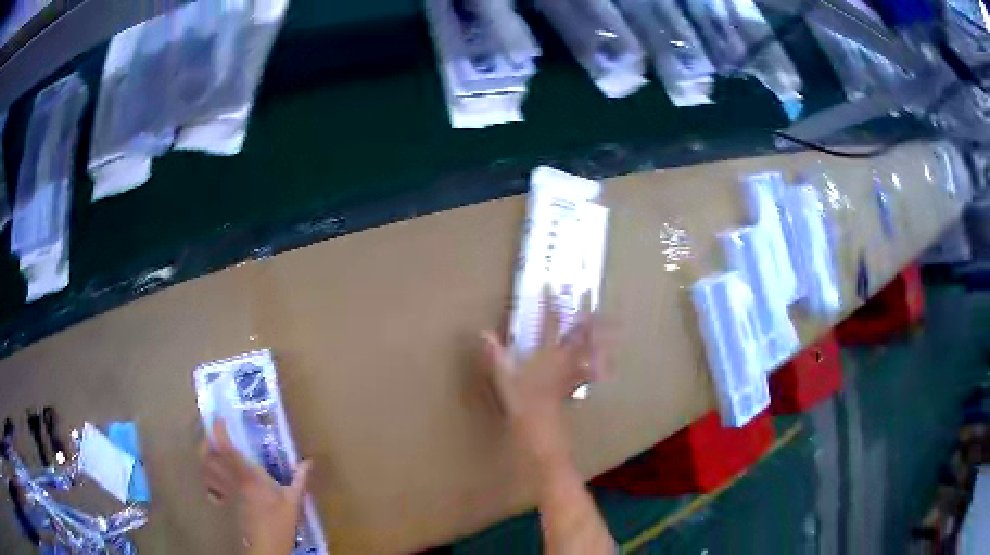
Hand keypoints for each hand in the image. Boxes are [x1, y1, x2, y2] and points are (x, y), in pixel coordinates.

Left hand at [199, 419, 311, 554]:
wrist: (265, 547)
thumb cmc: (280, 523)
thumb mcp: (294, 501)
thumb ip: (299, 479)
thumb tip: (309, 461)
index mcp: (247, 476)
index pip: (225, 448)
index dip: (218, 431)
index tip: (220, 419)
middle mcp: (231, 480)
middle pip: (207, 455)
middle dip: (207, 441)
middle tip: (214, 436)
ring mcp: (224, 493)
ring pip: (205, 469)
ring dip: (205, 457)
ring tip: (212, 452)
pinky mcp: (223, 505)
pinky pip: (209, 487)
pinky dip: (208, 479)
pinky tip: (215, 479)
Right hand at [482, 290, 604, 469]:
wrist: (540, 428)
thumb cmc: (520, 402)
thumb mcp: (503, 377)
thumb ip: (495, 355)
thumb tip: (483, 333)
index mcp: (546, 353)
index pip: (549, 322)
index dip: (551, 303)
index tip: (553, 286)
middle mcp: (562, 358)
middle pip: (577, 331)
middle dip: (582, 311)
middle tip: (589, 293)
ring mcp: (571, 372)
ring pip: (589, 348)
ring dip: (599, 334)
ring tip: (611, 321)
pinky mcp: (574, 384)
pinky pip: (589, 370)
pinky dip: (598, 364)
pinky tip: (606, 363)